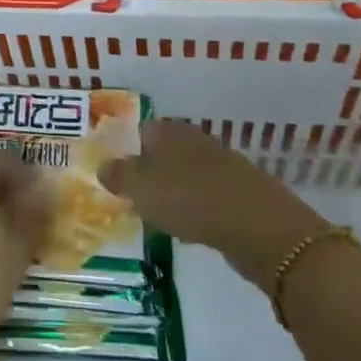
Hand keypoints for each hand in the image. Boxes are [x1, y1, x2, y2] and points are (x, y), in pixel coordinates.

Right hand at [99, 120, 328, 286]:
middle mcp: (194, 140)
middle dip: (149, 172)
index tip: (115, 175)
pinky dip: (195, 209)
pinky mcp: (239, 193)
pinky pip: (206, 197)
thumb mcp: (141, 188)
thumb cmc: (190, 198)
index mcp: (169, 131)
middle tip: (133, 197)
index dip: (125, 150)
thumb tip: (102, 166)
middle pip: (163, 152)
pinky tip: (191, 229)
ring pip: (185, 174)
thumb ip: (119, 176)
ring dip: (173, 191)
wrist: (258, 226)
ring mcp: (220, 165)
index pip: (140, 131)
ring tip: (158, 216)